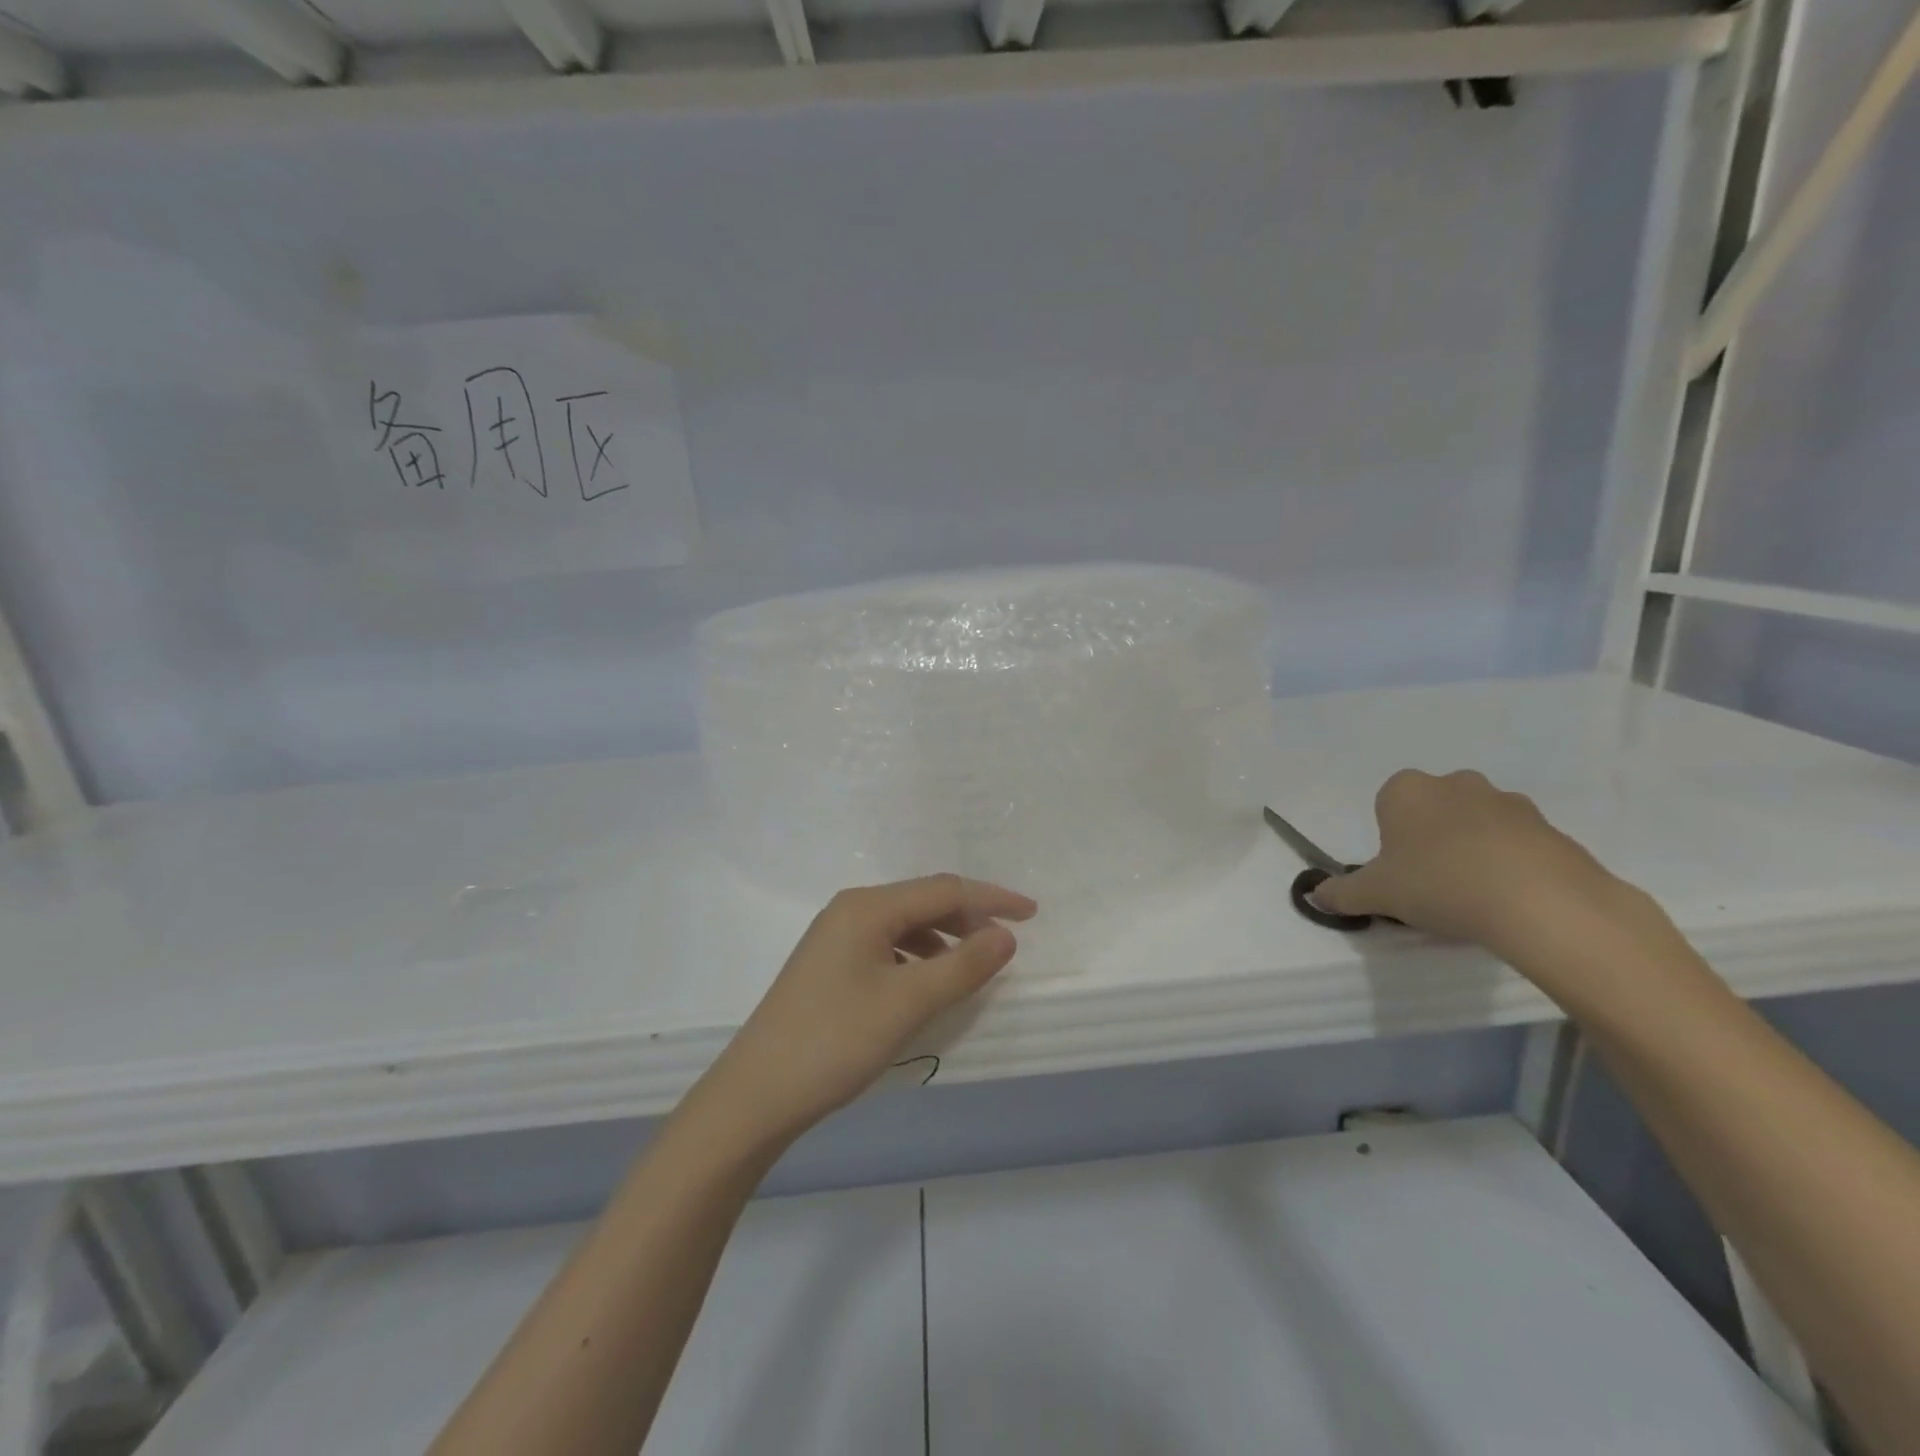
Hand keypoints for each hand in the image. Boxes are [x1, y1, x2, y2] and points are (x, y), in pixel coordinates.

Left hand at [699, 875, 1036, 1147]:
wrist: (756, 1094)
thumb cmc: (835, 1041)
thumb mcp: (907, 1003)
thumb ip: (962, 965)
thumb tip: (1005, 935)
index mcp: (867, 907)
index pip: (943, 890)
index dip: (991, 898)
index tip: (1032, 914)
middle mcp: (850, 910)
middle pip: (923, 901)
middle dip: (968, 917)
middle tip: (1006, 941)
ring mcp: (835, 937)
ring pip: (904, 925)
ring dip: (943, 938)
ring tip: (973, 964)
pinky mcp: (829, 965)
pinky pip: (887, 946)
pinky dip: (917, 957)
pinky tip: (928, 983)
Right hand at [1313, 769, 1631, 954]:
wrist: (1539, 901)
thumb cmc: (1438, 883)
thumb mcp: (1375, 894)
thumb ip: (1341, 893)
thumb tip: (1315, 896)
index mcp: (1407, 790)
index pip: (1388, 804)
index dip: (1391, 839)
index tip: (1399, 871)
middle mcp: (1456, 783)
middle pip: (1435, 809)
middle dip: (1431, 838)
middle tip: (1432, 882)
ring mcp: (1509, 803)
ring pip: (1478, 824)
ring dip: (1473, 849)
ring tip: (1475, 896)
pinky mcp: (1552, 828)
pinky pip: (1520, 844)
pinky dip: (1513, 865)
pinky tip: (1511, 900)